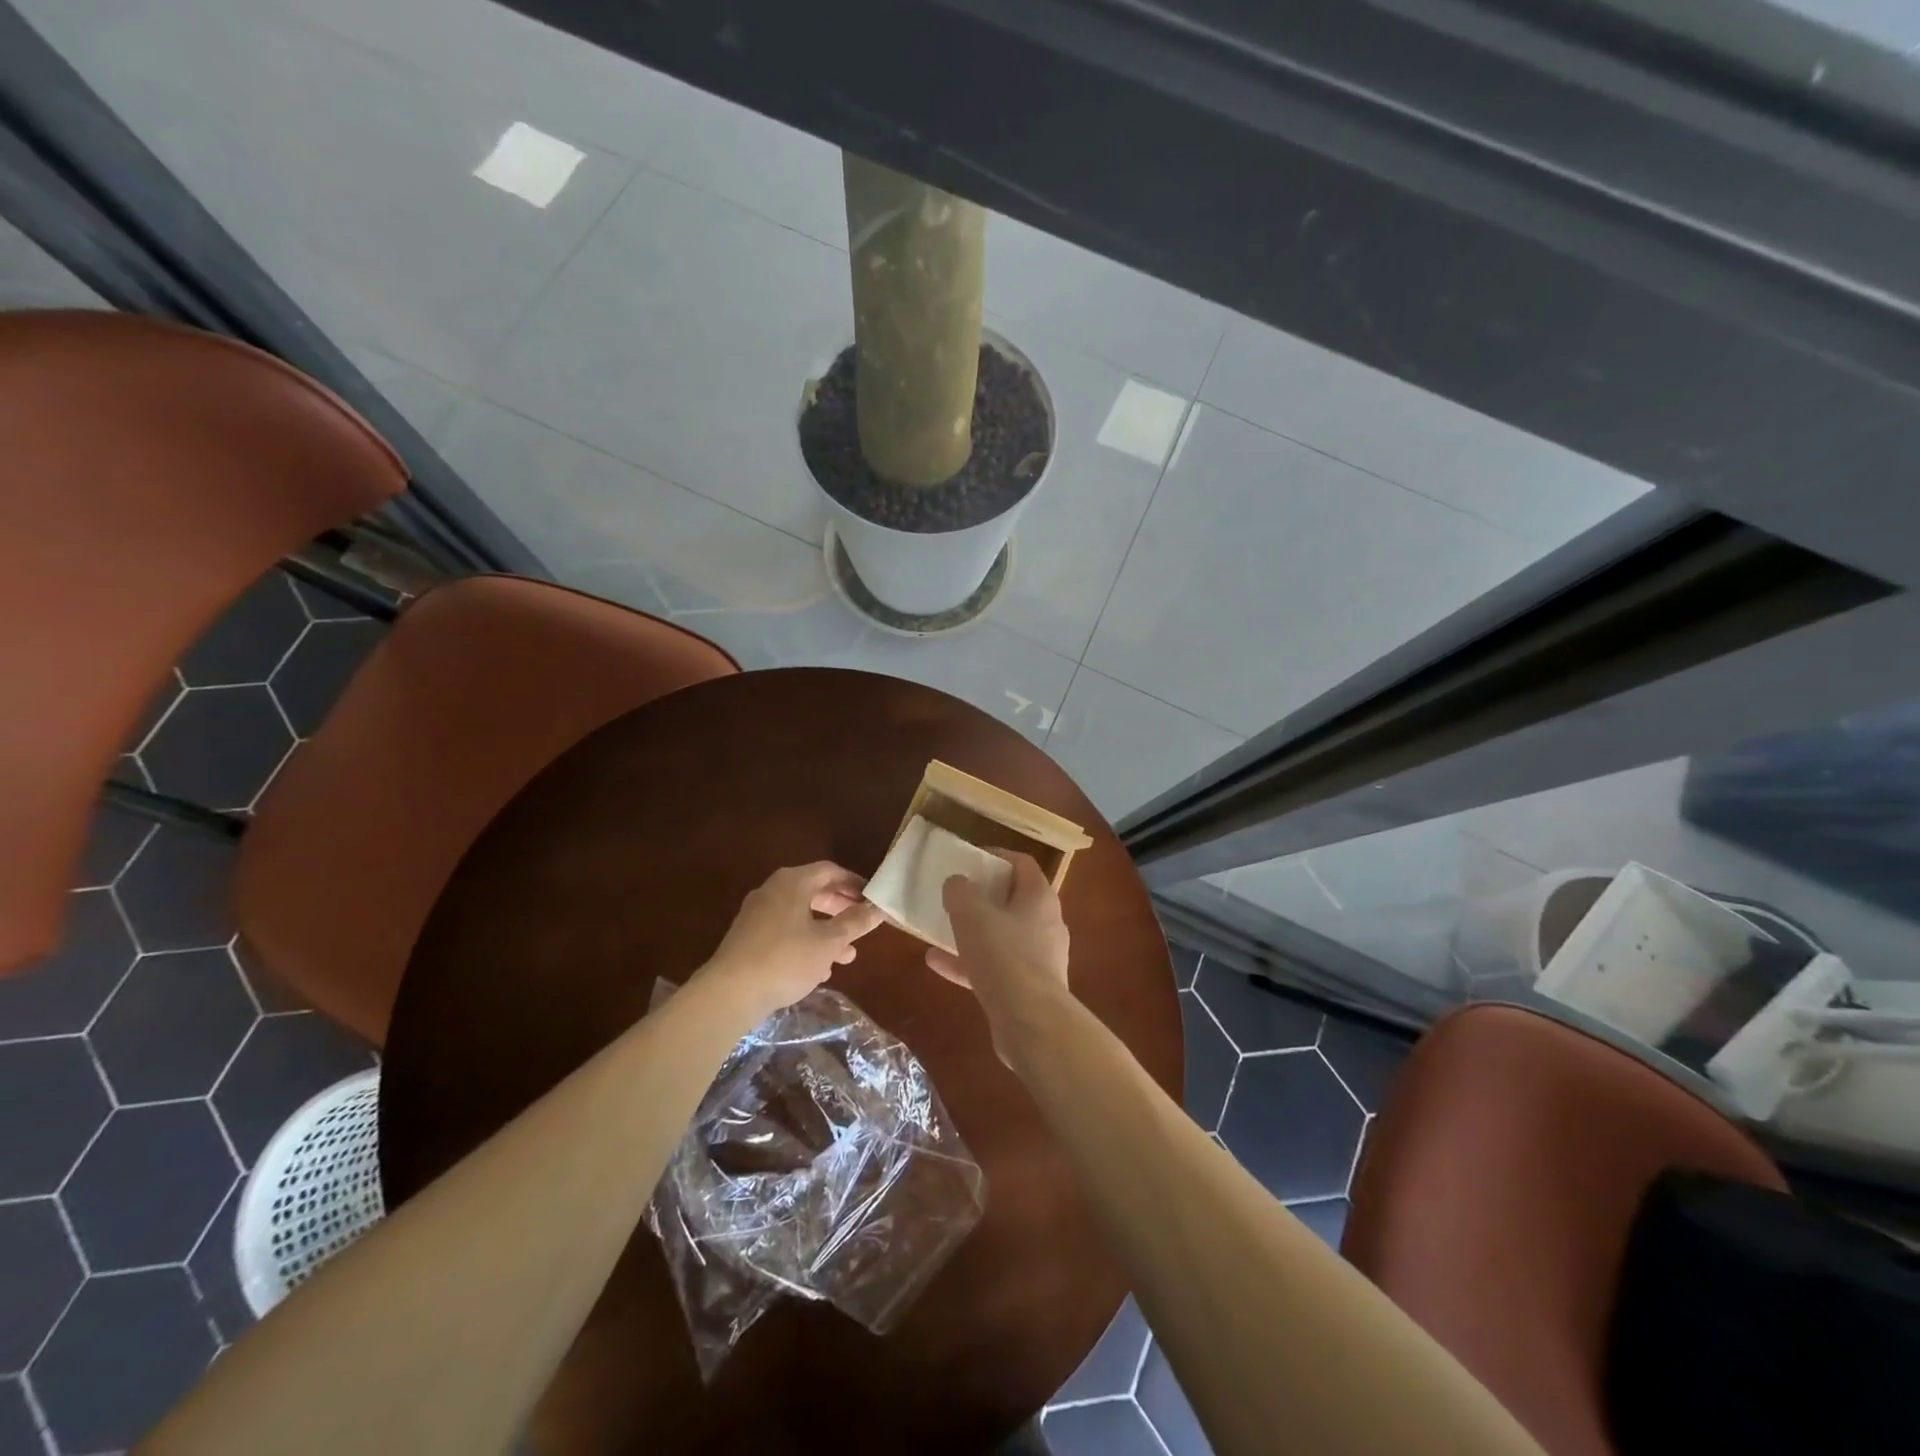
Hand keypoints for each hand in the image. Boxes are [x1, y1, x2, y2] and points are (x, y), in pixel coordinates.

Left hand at [691, 862, 882, 1025]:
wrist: (729, 993)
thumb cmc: (785, 959)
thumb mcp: (829, 942)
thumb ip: (855, 923)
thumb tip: (878, 909)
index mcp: (793, 882)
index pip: (830, 871)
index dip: (854, 883)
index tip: (873, 898)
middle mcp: (773, 890)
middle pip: (815, 892)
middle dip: (841, 909)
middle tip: (862, 925)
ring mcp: (757, 914)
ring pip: (800, 915)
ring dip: (826, 931)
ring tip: (847, 956)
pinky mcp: (748, 937)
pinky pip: (784, 931)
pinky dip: (805, 942)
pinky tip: (818, 970)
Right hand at [925, 851, 1070, 1059]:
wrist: (1031, 1022)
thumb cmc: (1004, 956)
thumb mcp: (971, 915)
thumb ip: (960, 892)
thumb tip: (957, 882)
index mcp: (1039, 897)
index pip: (1022, 863)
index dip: (996, 856)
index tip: (970, 859)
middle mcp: (1046, 923)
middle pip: (1014, 900)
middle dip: (983, 896)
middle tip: (956, 894)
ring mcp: (1039, 958)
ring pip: (1003, 936)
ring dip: (973, 932)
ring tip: (941, 929)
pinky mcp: (1028, 988)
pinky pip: (996, 967)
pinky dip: (969, 963)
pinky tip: (937, 964)